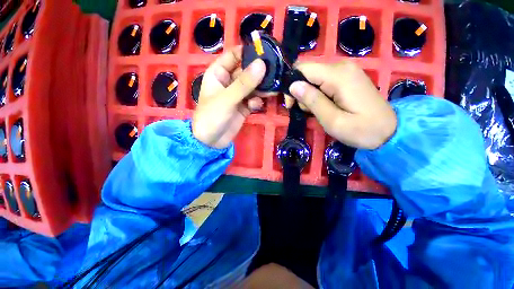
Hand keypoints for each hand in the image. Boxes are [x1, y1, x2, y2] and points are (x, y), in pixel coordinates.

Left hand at [193, 46, 266, 148]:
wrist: (211, 142)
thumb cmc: (212, 117)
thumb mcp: (227, 99)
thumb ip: (244, 83)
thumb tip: (262, 64)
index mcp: (219, 73)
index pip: (234, 56)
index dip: (248, 53)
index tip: (265, 54)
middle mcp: (229, 82)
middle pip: (247, 71)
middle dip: (259, 74)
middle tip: (274, 74)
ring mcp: (237, 95)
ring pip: (253, 86)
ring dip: (261, 89)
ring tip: (271, 91)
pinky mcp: (244, 107)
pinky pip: (254, 99)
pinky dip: (257, 102)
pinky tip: (256, 106)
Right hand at [288, 61, 396, 149]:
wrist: (389, 132)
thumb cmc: (361, 130)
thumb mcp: (333, 120)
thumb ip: (312, 101)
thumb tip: (293, 85)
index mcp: (338, 75)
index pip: (302, 68)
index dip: (291, 84)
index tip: (290, 104)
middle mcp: (341, 66)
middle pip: (307, 71)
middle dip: (299, 91)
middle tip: (305, 110)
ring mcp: (345, 70)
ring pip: (313, 77)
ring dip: (308, 94)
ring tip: (316, 111)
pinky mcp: (347, 77)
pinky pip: (322, 80)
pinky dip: (316, 93)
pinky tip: (323, 106)